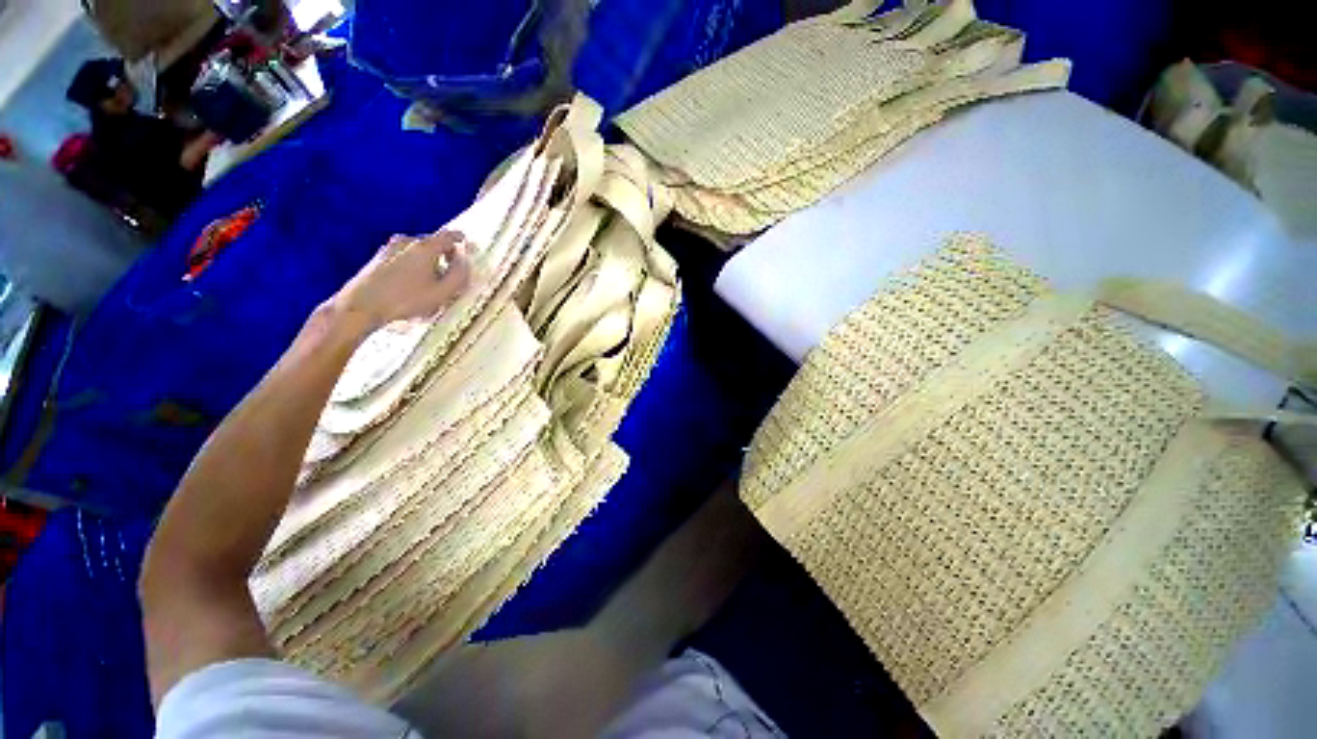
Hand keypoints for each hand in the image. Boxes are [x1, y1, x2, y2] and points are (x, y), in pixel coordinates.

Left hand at [331, 231, 473, 335]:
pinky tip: (412, 286)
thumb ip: (459, 276)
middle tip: (451, 274)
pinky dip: (413, 267)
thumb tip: (465, 263)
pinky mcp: (378, 257)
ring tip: (431, 283)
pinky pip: (404, 257)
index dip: (461, 239)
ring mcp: (390, 247)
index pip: (449, 236)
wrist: (361, 305)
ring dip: (428, 262)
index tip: (467, 244)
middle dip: (444, 256)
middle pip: (433, 244)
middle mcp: (407, 241)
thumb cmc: (406, 300)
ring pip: (418, 251)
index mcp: (425, 247)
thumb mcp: (442, 292)